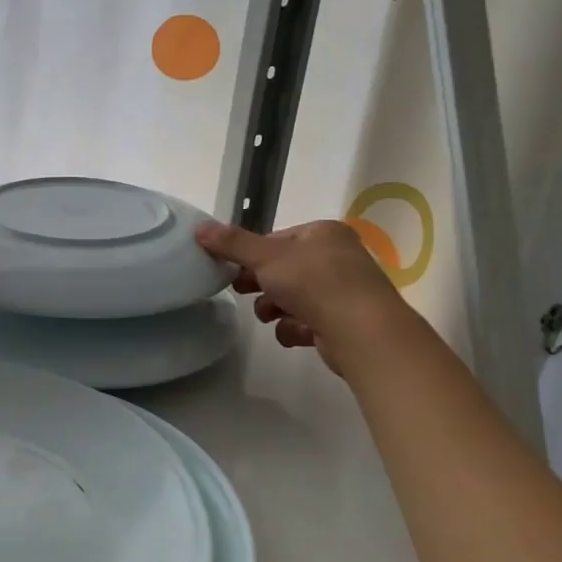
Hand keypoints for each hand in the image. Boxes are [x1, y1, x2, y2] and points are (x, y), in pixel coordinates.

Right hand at [196, 219, 402, 369]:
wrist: (362, 331)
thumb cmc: (315, 282)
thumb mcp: (266, 257)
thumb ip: (232, 243)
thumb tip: (199, 228)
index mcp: (324, 233)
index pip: (278, 239)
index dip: (252, 253)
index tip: (231, 267)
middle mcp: (337, 258)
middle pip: (285, 268)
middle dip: (261, 282)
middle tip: (240, 290)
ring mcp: (343, 292)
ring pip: (294, 297)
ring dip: (274, 307)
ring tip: (267, 315)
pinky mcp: (343, 323)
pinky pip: (307, 322)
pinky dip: (294, 328)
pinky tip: (292, 333)